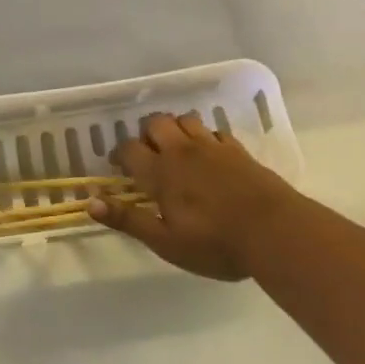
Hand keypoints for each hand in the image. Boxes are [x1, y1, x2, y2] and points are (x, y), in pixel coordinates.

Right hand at [90, 112, 300, 280]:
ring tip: (176, 150)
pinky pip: (214, 131)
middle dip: (147, 134)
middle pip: (156, 123)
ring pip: (185, 119)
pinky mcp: (237, 150)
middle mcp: (182, 151)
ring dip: (175, 129)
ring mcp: (212, 146)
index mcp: (161, 172)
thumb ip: (128, 220)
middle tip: (148, 155)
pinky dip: (205, 137)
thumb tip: (90, 202)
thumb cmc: (215, 243)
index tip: (119, 167)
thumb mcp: (165, 242)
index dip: (120, 154)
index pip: (130, 149)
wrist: (274, 232)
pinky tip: (208, 154)